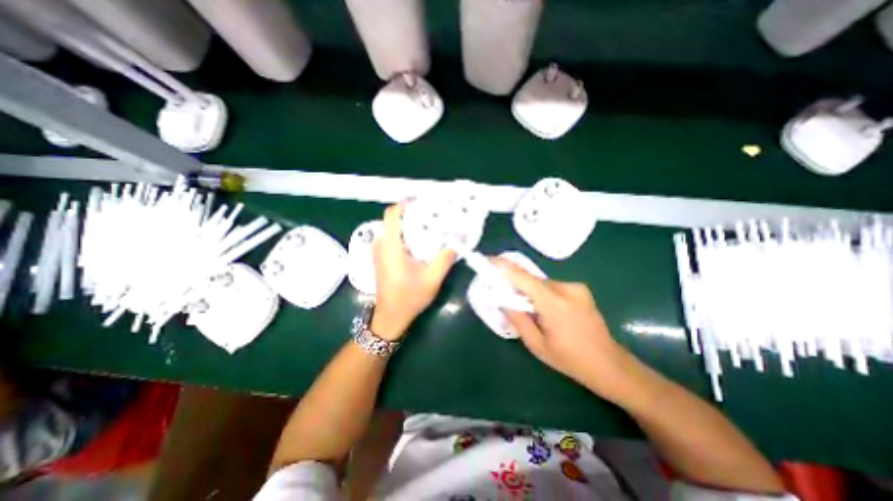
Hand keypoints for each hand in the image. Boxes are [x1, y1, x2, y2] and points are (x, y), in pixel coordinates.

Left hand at [371, 201, 456, 339]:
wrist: (391, 317)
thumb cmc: (409, 298)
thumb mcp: (432, 278)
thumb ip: (446, 256)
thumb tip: (462, 236)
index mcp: (390, 246)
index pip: (392, 214)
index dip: (407, 204)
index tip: (425, 203)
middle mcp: (381, 245)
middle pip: (396, 220)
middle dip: (415, 215)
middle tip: (435, 216)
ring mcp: (379, 251)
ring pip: (395, 229)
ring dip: (412, 226)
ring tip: (432, 228)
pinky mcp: (382, 258)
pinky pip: (394, 239)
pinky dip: (407, 236)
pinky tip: (422, 243)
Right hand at [495, 261, 633, 401]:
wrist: (610, 365)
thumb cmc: (571, 360)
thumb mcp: (537, 345)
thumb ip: (517, 319)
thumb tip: (501, 299)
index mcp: (554, 304)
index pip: (523, 277)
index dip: (503, 267)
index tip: (487, 260)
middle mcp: (566, 289)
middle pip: (531, 280)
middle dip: (515, 283)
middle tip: (502, 292)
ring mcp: (576, 287)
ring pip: (542, 283)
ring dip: (529, 291)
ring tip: (528, 309)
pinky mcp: (580, 289)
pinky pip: (552, 286)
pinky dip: (542, 293)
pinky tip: (545, 310)